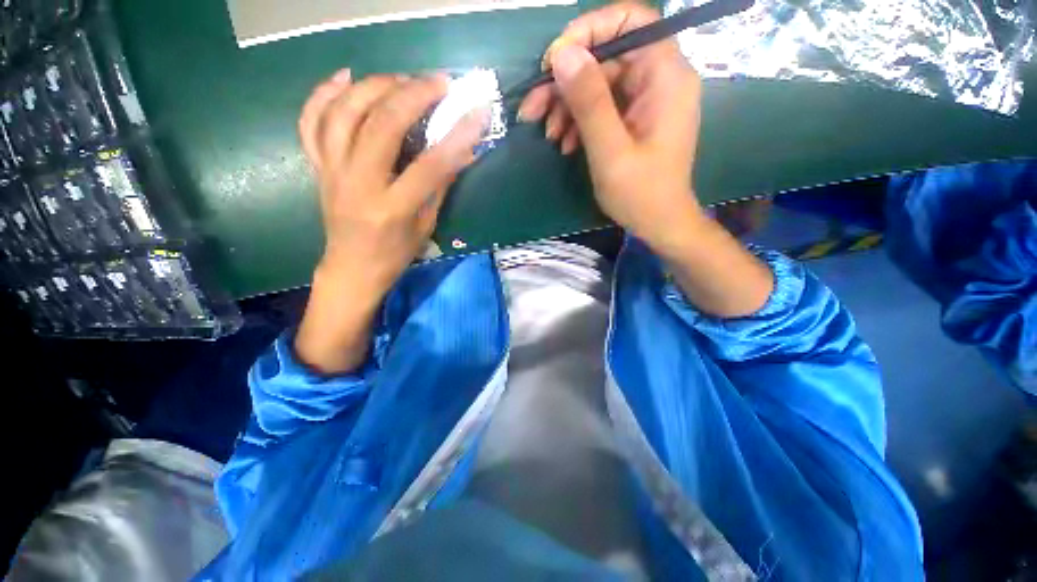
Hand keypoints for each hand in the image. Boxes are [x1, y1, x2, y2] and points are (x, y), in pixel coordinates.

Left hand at [295, 70, 488, 373]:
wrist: (352, 268)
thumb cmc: (394, 254)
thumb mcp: (425, 225)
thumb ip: (442, 185)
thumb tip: (465, 153)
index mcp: (391, 208)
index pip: (430, 165)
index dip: (457, 136)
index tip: (477, 112)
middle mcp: (357, 184)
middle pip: (382, 125)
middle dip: (413, 95)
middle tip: (438, 83)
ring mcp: (331, 171)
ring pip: (343, 113)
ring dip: (374, 86)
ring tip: (400, 79)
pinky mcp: (317, 166)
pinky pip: (310, 122)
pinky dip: (323, 93)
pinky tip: (345, 77)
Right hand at [518, 2, 703, 253]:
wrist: (658, 224)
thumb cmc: (640, 194)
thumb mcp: (611, 151)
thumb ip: (590, 102)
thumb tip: (562, 53)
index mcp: (665, 77)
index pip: (631, 21)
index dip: (589, 30)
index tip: (554, 60)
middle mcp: (658, 79)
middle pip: (606, 57)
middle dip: (565, 81)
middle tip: (532, 109)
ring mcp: (645, 100)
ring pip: (598, 83)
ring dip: (567, 106)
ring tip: (548, 135)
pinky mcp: (633, 118)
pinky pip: (601, 106)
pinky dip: (578, 121)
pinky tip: (564, 143)